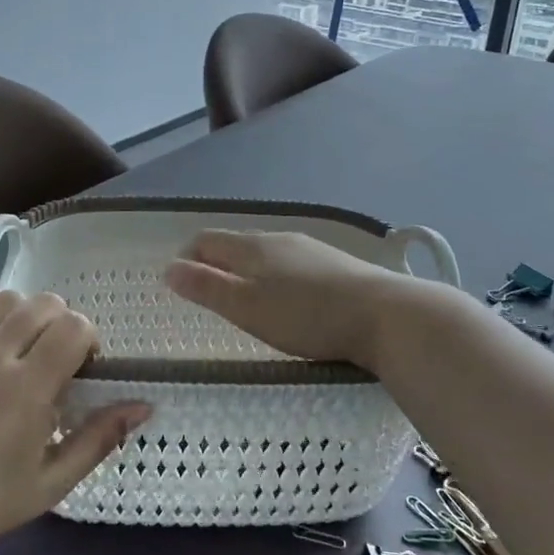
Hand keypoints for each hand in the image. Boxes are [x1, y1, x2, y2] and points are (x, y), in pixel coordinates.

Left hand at [0, 292, 149, 554]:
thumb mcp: (53, 482)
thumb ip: (99, 438)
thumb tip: (144, 405)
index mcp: (28, 390)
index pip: (74, 327)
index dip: (88, 339)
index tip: (82, 367)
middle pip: (44, 305)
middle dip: (62, 323)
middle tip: (54, 358)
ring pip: (5, 299)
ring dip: (25, 315)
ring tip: (21, 346)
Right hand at [164, 229, 406, 367]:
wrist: (385, 315)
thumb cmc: (307, 316)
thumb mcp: (248, 308)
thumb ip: (207, 288)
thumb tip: (168, 268)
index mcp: (253, 246)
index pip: (207, 240)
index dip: (187, 257)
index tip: (179, 282)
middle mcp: (280, 238)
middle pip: (237, 244)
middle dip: (216, 263)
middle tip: (208, 294)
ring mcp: (311, 249)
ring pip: (267, 253)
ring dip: (247, 270)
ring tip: (246, 298)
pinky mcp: (336, 265)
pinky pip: (292, 264)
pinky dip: (276, 277)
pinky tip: (289, 299)